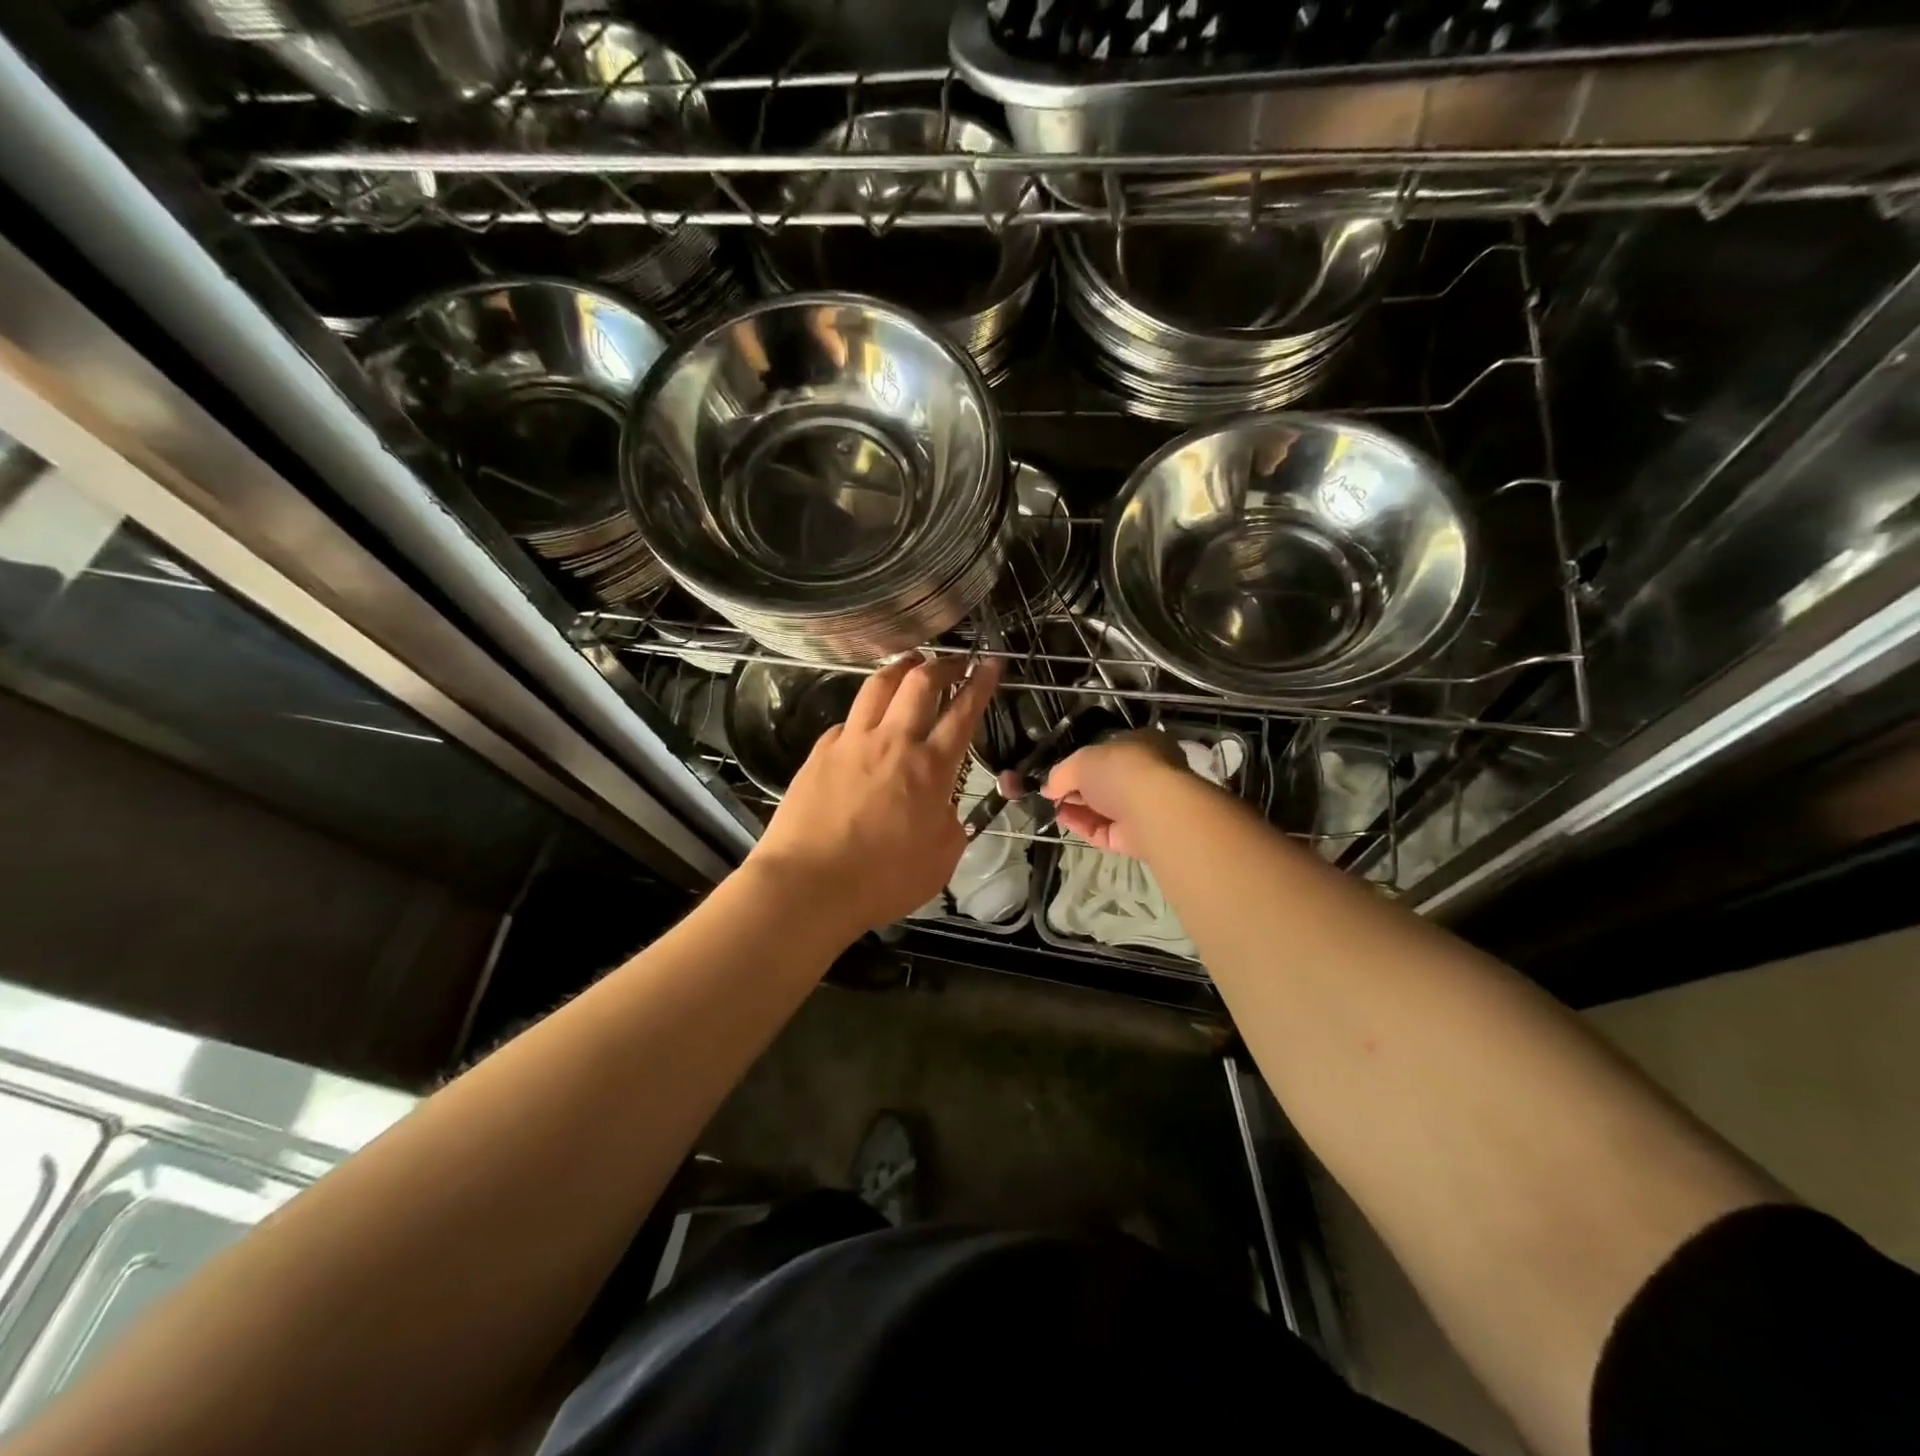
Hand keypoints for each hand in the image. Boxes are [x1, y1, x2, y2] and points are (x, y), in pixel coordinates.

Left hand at [746, 653, 1000, 937]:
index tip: (991, 664)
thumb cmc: (882, 880)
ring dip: (901, 668)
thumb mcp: (941, 860)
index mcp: (930, 768)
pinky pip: (848, 720)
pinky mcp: (820, 752)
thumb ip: (952, 824)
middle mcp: (893, 742)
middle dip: (943, 664)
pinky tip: (866, 722)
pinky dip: (865, 712)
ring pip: (879, 685)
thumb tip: (946, 807)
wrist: (807, 885)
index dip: (982, 683)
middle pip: (921, 682)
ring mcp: (852, 742)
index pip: (963, 712)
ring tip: (912, 662)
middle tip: (955, 661)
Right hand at [1040, 730, 1190, 857]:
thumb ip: (1061, 772)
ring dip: (1077, 808)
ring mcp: (1144, 807)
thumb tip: (1048, 788)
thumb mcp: (1081, 760)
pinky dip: (1084, 826)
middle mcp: (1147, 774)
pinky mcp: (1138, 836)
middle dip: (1077, 788)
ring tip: (1051, 808)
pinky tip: (1064, 821)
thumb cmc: (1121, 770)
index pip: (1109, 751)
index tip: (1058, 772)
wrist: (1153, 810)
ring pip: (1104, 808)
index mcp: (1142, 744)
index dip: (1082, 761)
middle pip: (1105, 782)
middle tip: (1052, 792)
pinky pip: (1105, 830)